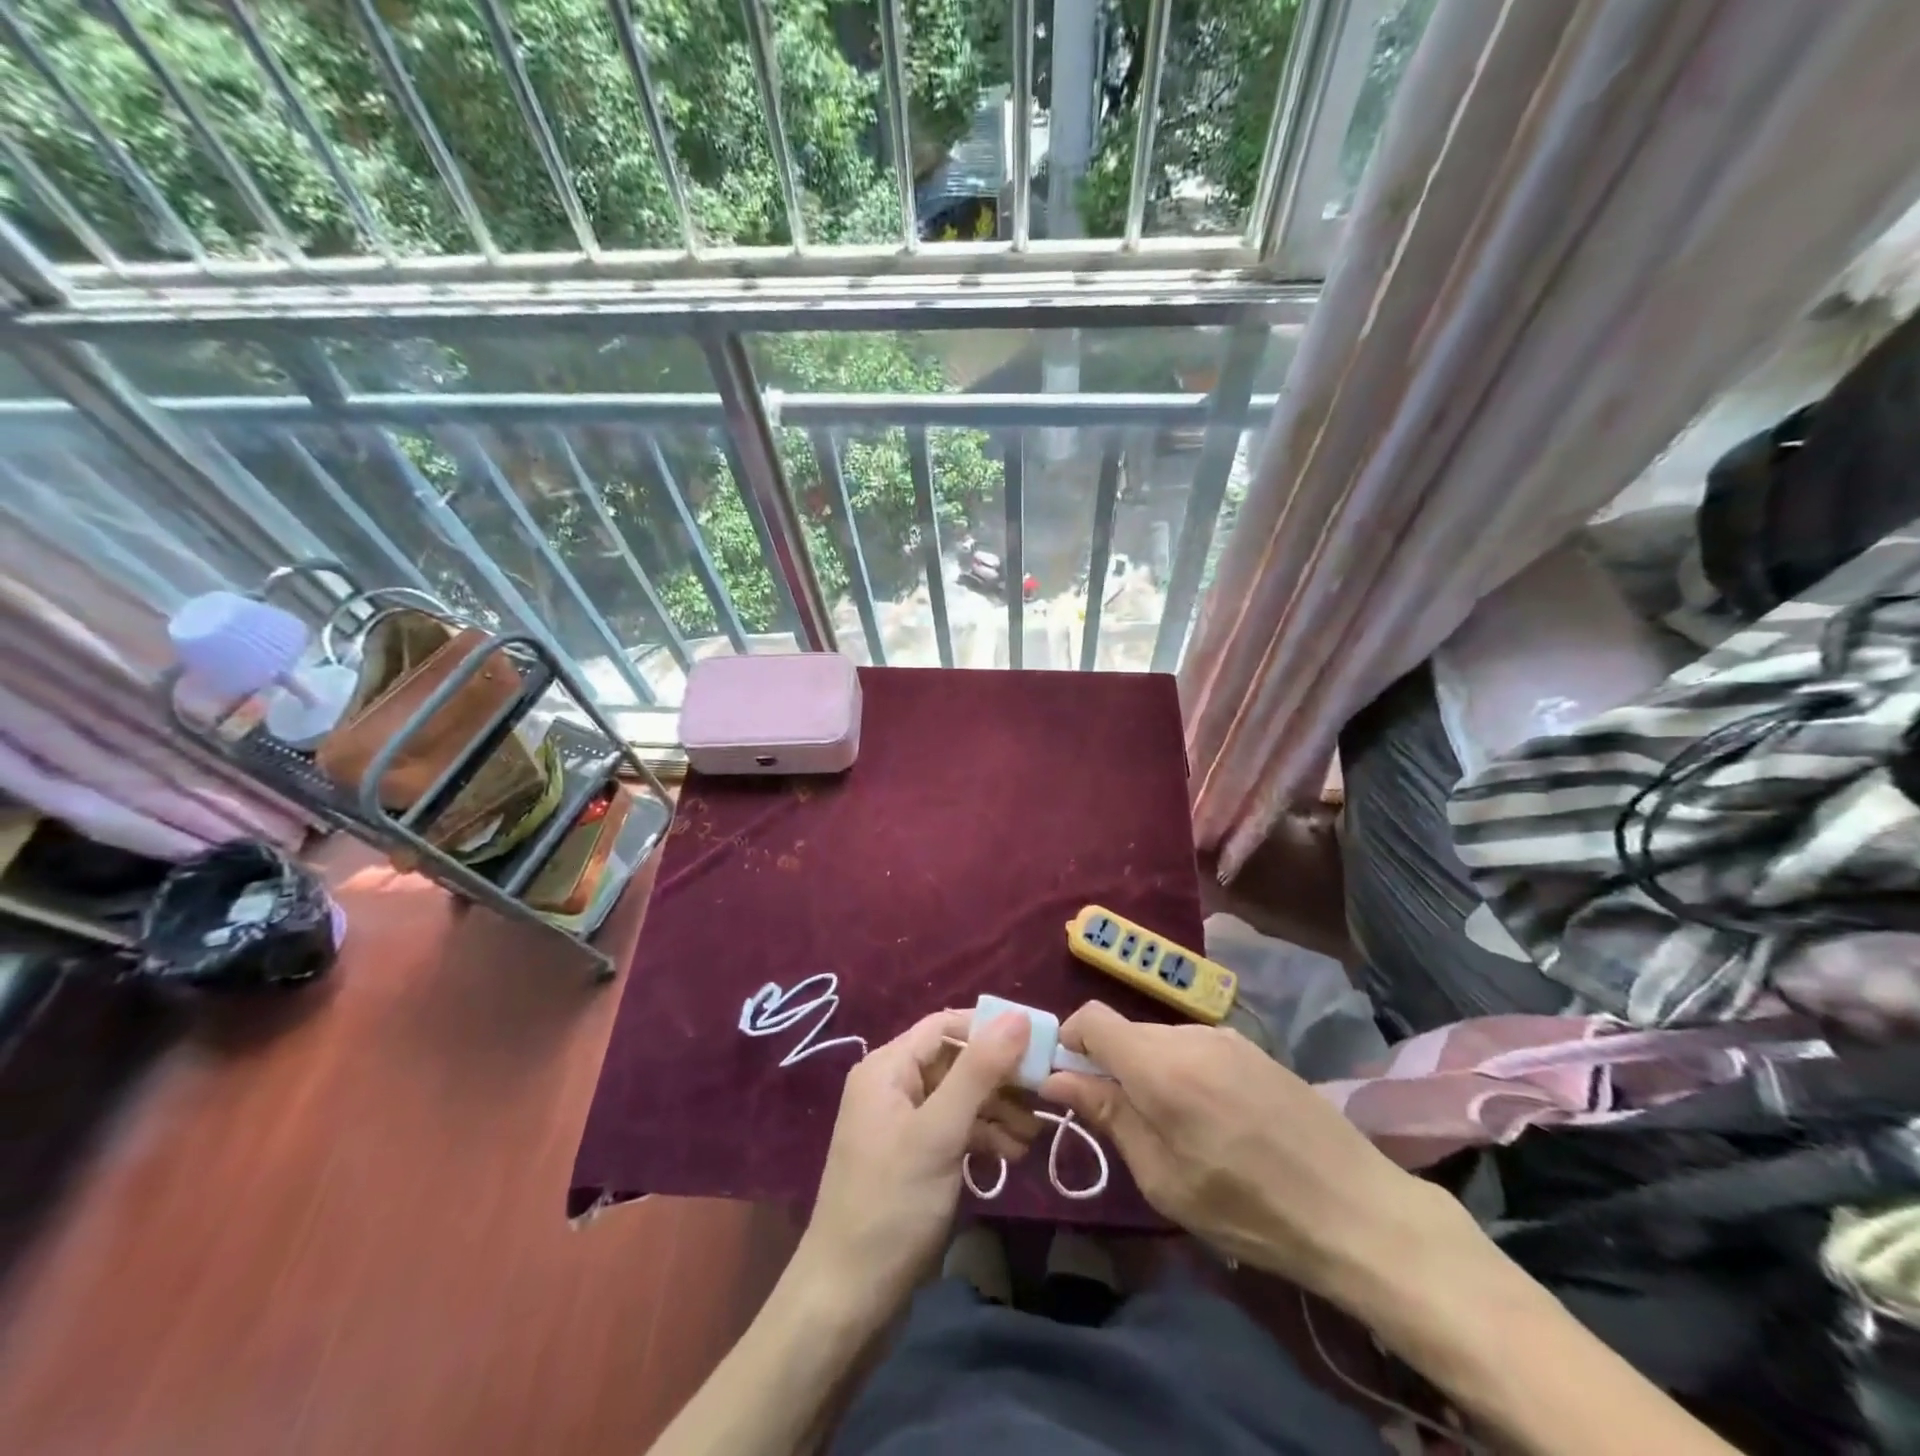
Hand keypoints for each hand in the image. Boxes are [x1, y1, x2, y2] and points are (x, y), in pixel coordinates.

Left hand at [795, 1009, 1039, 1322]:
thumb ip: (979, 1071)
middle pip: (956, 1061)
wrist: (848, 1300)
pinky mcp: (912, 1158)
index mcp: (887, 1066)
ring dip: (997, 1111)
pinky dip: (982, 1137)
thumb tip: (1019, 1015)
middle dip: (999, 1079)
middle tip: (1043, 1101)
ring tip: (1031, 1139)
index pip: (946, 1025)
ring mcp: (901, 1123)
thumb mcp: (940, 1132)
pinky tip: (1009, 1157)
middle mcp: (891, 1085)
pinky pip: (953, 1129)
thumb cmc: (893, 1204)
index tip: (1038, 1048)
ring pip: (959, 1097)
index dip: (992, 1030)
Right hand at [1039, 1001, 1462, 1302]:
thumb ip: (1108, 1117)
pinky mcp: (1252, 1048)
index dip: (1069, 1042)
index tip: (1069, 1085)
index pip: (1091, 1018)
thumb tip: (1057, 1079)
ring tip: (1175, 1129)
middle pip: (1125, 1032)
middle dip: (1109, 1066)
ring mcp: (1225, 1036)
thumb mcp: (1164, 1179)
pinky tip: (1213, 1120)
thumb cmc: (1249, 1209)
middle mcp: (1189, 1034)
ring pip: (1159, 1040)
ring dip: (1148, 1071)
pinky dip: (1181, 1072)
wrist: (1358, 1210)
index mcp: (1160, 1065)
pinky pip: (1194, 1047)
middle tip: (1123, 1124)